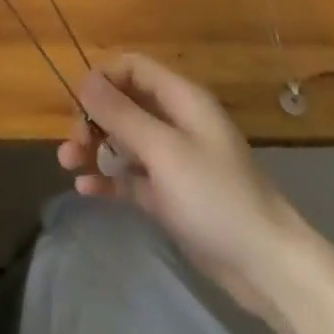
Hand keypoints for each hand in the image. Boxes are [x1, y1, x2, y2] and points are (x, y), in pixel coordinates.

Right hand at [58, 54, 307, 312]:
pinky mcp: (169, 194)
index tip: (77, 104)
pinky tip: (85, 188)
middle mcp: (176, 121)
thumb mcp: (164, 150)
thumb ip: (121, 114)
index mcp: (181, 99)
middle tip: (72, 144)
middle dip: (93, 117)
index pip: (133, 67)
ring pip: (124, 139)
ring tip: (68, 164)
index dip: (103, 78)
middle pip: (124, 102)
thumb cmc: (215, 196)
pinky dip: (108, 176)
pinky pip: (131, 175)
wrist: (265, 265)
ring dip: (95, 146)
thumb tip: (84, 79)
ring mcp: (173, 159)